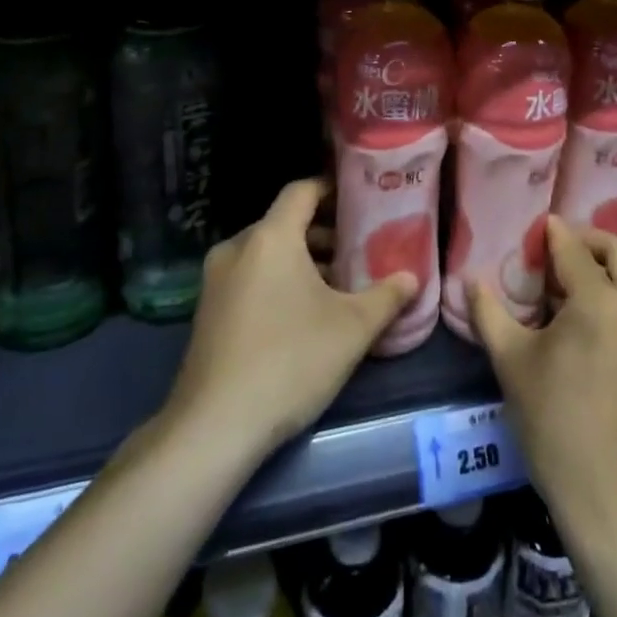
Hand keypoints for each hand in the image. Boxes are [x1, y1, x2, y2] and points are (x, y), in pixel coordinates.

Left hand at [166, 178, 415, 462]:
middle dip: (323, 232)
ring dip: (301, 260)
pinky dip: (276, 281)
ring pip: (266, 253)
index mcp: (270, 237)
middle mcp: (237, 248)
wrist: (214, 427)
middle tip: (358, 249)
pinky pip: (249, 277)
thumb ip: (386, 297)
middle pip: (285, 223)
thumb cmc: (290, 361)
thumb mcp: (352, 329)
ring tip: (337, 285)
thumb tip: (411, 278)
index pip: (302, 190)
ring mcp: (215, 281)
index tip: (361, 200)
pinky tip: (302, 314)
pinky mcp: (206, 312)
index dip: (332, 189)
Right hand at [469, 219, 616, 534]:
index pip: (575, 249)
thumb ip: (490, 312)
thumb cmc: (557, 426)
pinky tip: (592, 312)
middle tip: (555, 251)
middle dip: (587, 240)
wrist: (616, 499)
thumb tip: (471, 280)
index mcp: (603, 302)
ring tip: (570, 281)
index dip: (553, 234)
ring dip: (607, 264)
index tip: (535, 228)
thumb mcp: (513, 363)